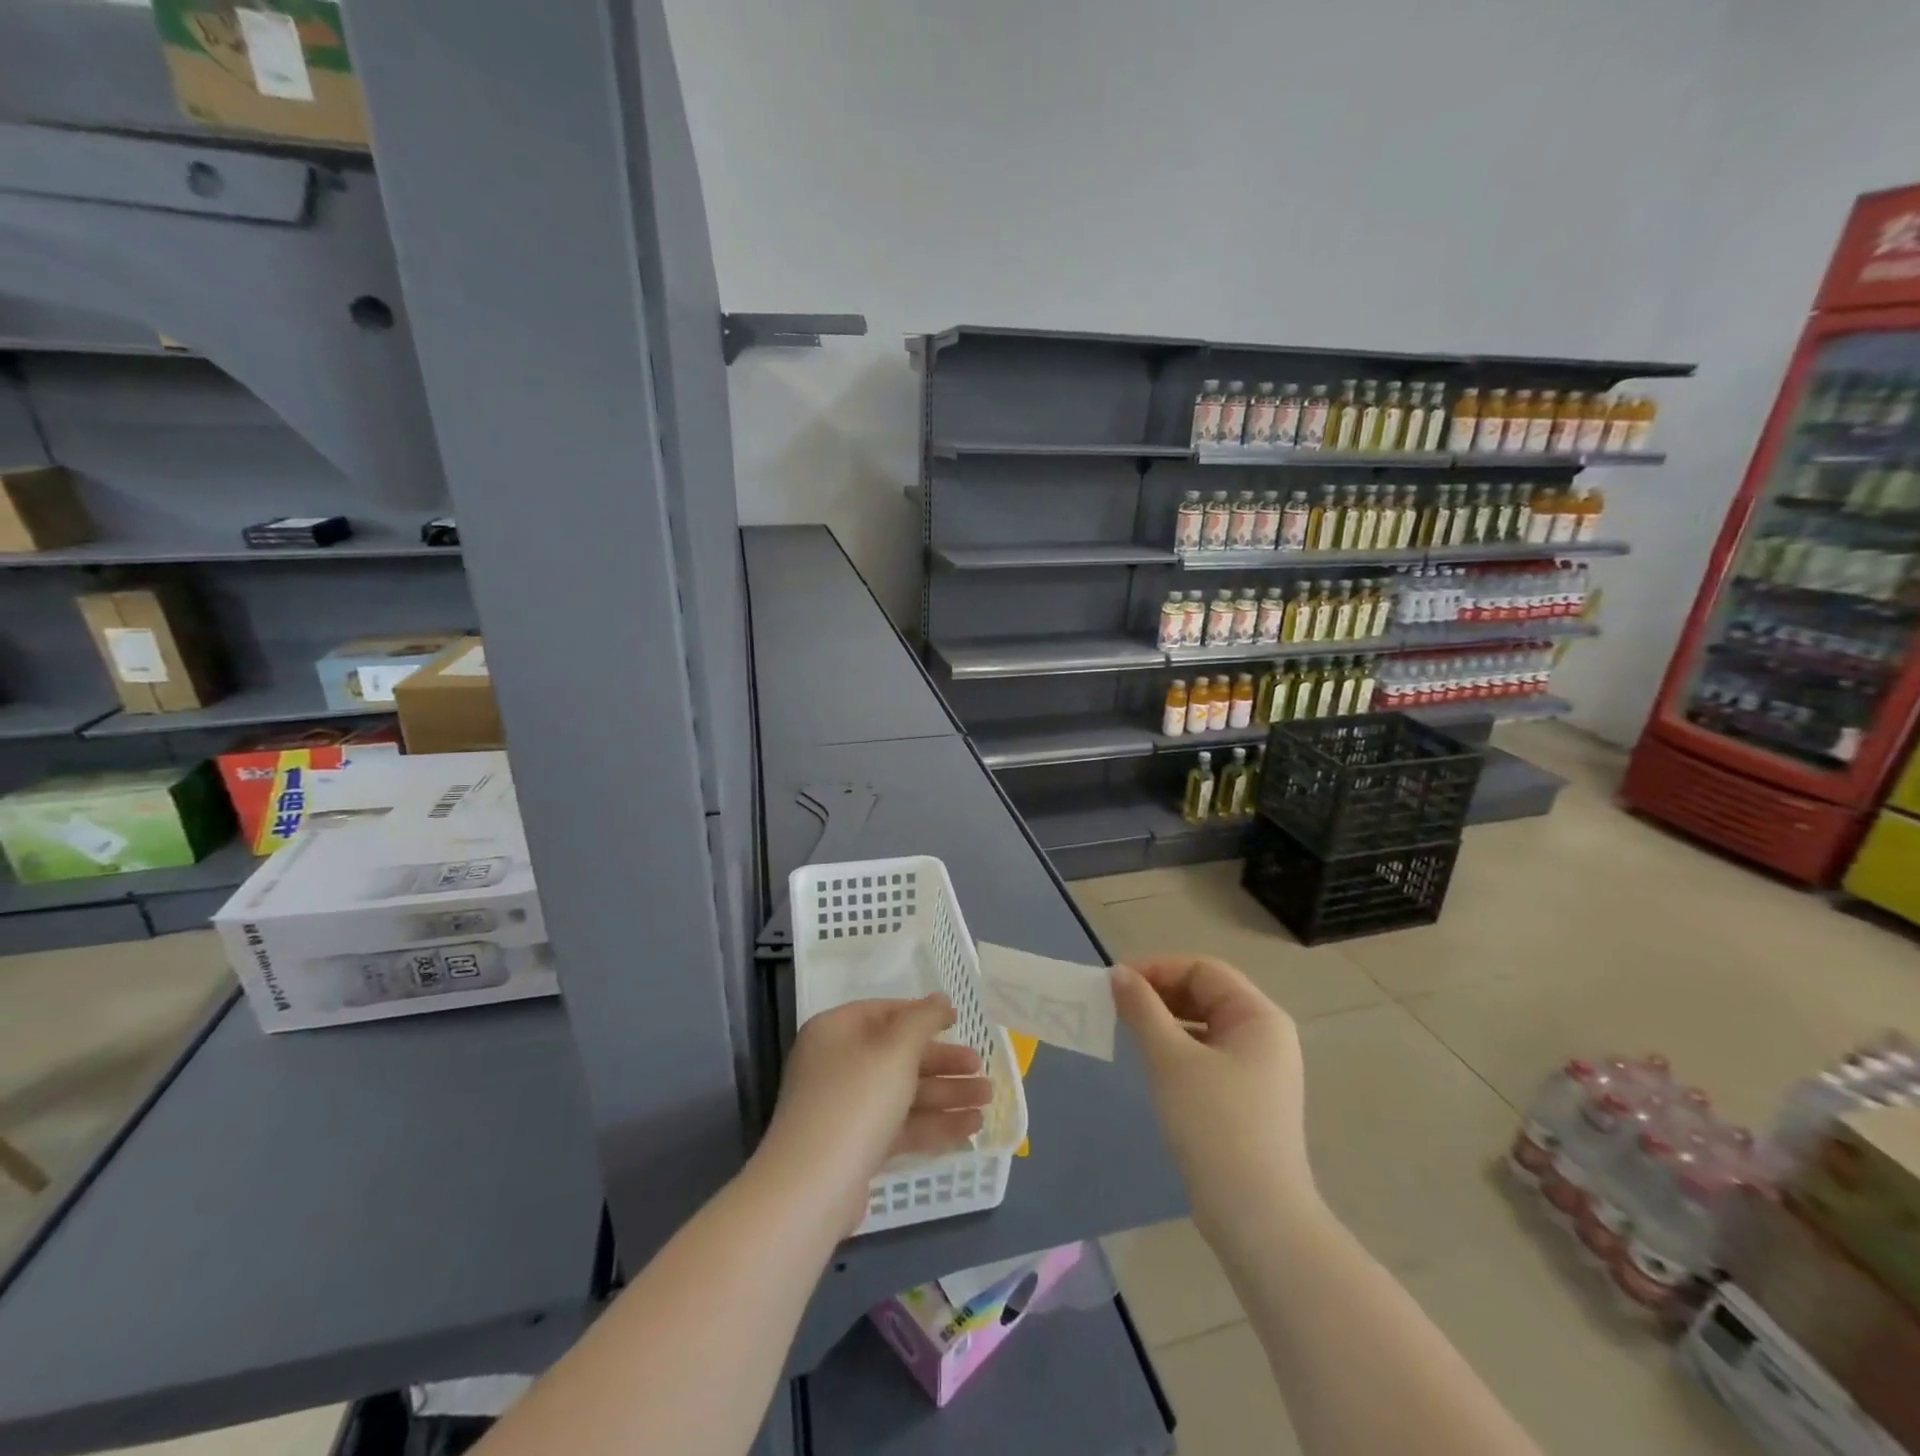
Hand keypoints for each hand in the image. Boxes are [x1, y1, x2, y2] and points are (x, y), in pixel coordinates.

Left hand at [761, 995, 991, 1232]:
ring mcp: (845, 1107)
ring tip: (988, 1101)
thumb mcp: (895, 1050)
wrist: (811, 1188)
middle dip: (943, 1063)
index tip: (958, 1021)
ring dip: (946, 1095)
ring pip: (903, 1092)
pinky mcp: (855, 1146)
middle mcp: (837, 1063)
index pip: (885, 1011)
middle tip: (981, 1068)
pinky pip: (899, 1125)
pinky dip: (932, 1124)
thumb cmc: (856, 1100)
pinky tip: (970, 1128)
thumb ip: (923, 1020)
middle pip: (898, 1055)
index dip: (923, 1014)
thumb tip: (939, 998)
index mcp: (836, 1030)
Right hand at [1112, 956, 1312, 1235]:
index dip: (1158, 969)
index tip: (1116, 984)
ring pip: (1204, 1025)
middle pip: (1206, 993)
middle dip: (1160, 994)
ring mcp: (1259, 1069)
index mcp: (1258, 1016)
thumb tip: (1118, 973)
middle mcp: (1265, 1035)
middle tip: (1117, 1007)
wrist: (1257, 1218)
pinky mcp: (1247, 1098)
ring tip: (1128, 1032)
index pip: (1203, 969)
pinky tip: (1152, 1064)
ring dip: (1165, 1021)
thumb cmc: (1214, 1125)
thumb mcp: (1170, 1059)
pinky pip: (1207, 1055)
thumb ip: (1142, 1009)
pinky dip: (1178, 1049)